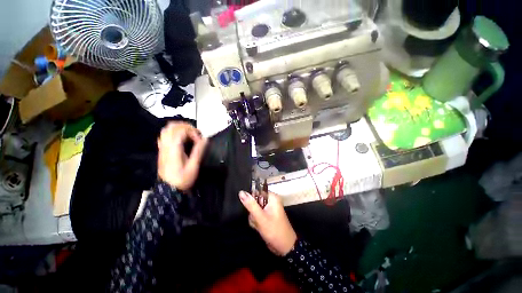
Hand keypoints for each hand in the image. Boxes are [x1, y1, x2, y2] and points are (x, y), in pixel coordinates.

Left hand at [157, 122, 206, 190]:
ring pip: (167, 129)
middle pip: (172, 126)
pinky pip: (164, 135)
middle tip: (195, 133)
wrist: (169, 189)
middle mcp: (166, 145)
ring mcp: (162, 147)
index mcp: (174, 148)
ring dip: (179, 128)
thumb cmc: (182, 178)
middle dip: (186, 126)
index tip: (199, 141)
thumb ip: (199, 151)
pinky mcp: (162, 150)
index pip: (181, 131)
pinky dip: (173, 133)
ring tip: (189, 133)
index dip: (193, 132)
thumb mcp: (193, 166)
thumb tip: (205, 139)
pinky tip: (180, 138)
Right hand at [239, 191, 296, 255]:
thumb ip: (251, 205)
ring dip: (254, 218)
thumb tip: (241, 192)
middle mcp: (270, 201)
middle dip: (253, 212)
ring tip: (259, 225)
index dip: (251, 200)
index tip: (251, 209)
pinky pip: (256, 215)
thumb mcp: (261, 217)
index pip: (257, 192)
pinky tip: (259, 227)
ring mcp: (268, 209)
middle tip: (257, 219)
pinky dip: (256, 222)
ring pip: (254, 209)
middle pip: (254, 201)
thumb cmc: (274, 231)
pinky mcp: (266, 216)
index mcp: (272, 197)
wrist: (284, 247)